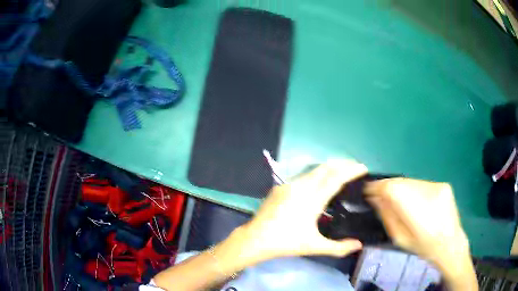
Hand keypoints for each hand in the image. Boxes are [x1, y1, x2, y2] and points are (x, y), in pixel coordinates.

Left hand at [237, 160, 366, 264]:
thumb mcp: (315, 247)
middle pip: (326, 168)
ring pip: (314, 169)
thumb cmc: (286, 243)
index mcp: (312, 200)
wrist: (255, 238)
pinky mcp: (280, 187)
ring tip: (341, 171)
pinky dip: (317, 173)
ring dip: (330, 167)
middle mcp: (301, 187)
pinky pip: (303, 175)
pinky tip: (319, 181)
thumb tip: (359, 245)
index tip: (363, 167)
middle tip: (355, 166)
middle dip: (343, 164)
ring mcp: (289, 185)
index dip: (351, 170)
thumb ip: (339, 247)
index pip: (336, 178)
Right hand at [365, 178, 476, 289]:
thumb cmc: (423, 247)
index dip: (379, 186)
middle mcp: (430, 194)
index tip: (367, 189)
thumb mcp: (400, 239)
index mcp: (419, 213)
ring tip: (394, 198)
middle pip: (402, 182)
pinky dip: (411, 188)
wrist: (451, 243)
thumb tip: (375, 198)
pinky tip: (411, 199)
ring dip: (399, 187)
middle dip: (387, 186)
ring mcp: (438, 187)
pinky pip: (420, 183)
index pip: (394, 189)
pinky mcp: (443, 184)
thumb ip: (388, 216)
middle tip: (377, 194)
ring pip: (410, 181)